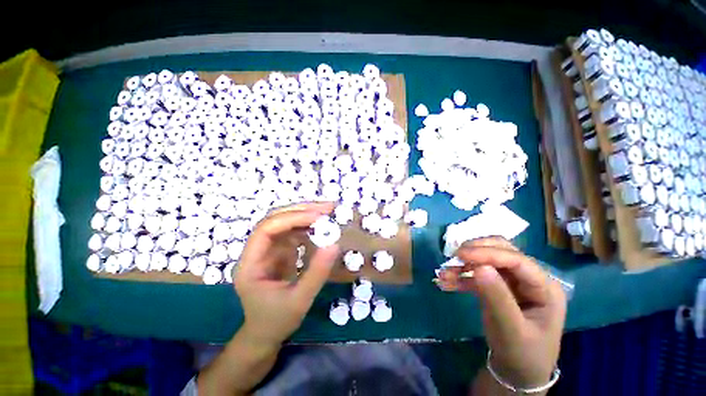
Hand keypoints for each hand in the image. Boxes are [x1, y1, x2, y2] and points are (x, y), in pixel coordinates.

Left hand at [233, 202, 339, 345]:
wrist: (266, 334)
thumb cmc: (277, 321)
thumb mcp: (300, 301)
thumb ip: (317, 273)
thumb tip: (335, 245)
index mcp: (251, 263)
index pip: (266, 229)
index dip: (292, 218)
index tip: (318, 217)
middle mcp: (257, 250)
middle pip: (275, 220)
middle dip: (301, 210)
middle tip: (327, 208)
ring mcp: (268, 249)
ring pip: (285, 222)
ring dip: (306, 214)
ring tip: (328, 212)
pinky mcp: (279, 251)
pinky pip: (293, 231)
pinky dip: (308, 226)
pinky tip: (321, 226)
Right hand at [436, 237, 565, 387]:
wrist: (516, 372)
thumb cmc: (521, 354)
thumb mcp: (511, 330)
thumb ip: (497, 298)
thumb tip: (479, 266)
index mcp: (544, 287)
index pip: (517, 260)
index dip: (488, 253)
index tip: (460, 254)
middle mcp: (530, 279)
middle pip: (502, 251)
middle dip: (476, 251)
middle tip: (454, 257)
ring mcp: (513, 282)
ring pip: (486, 260)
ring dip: (464, 265)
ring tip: (444, 274)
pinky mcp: (498, 286)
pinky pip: (477, 274)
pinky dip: (461, 276)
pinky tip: (446, 282)